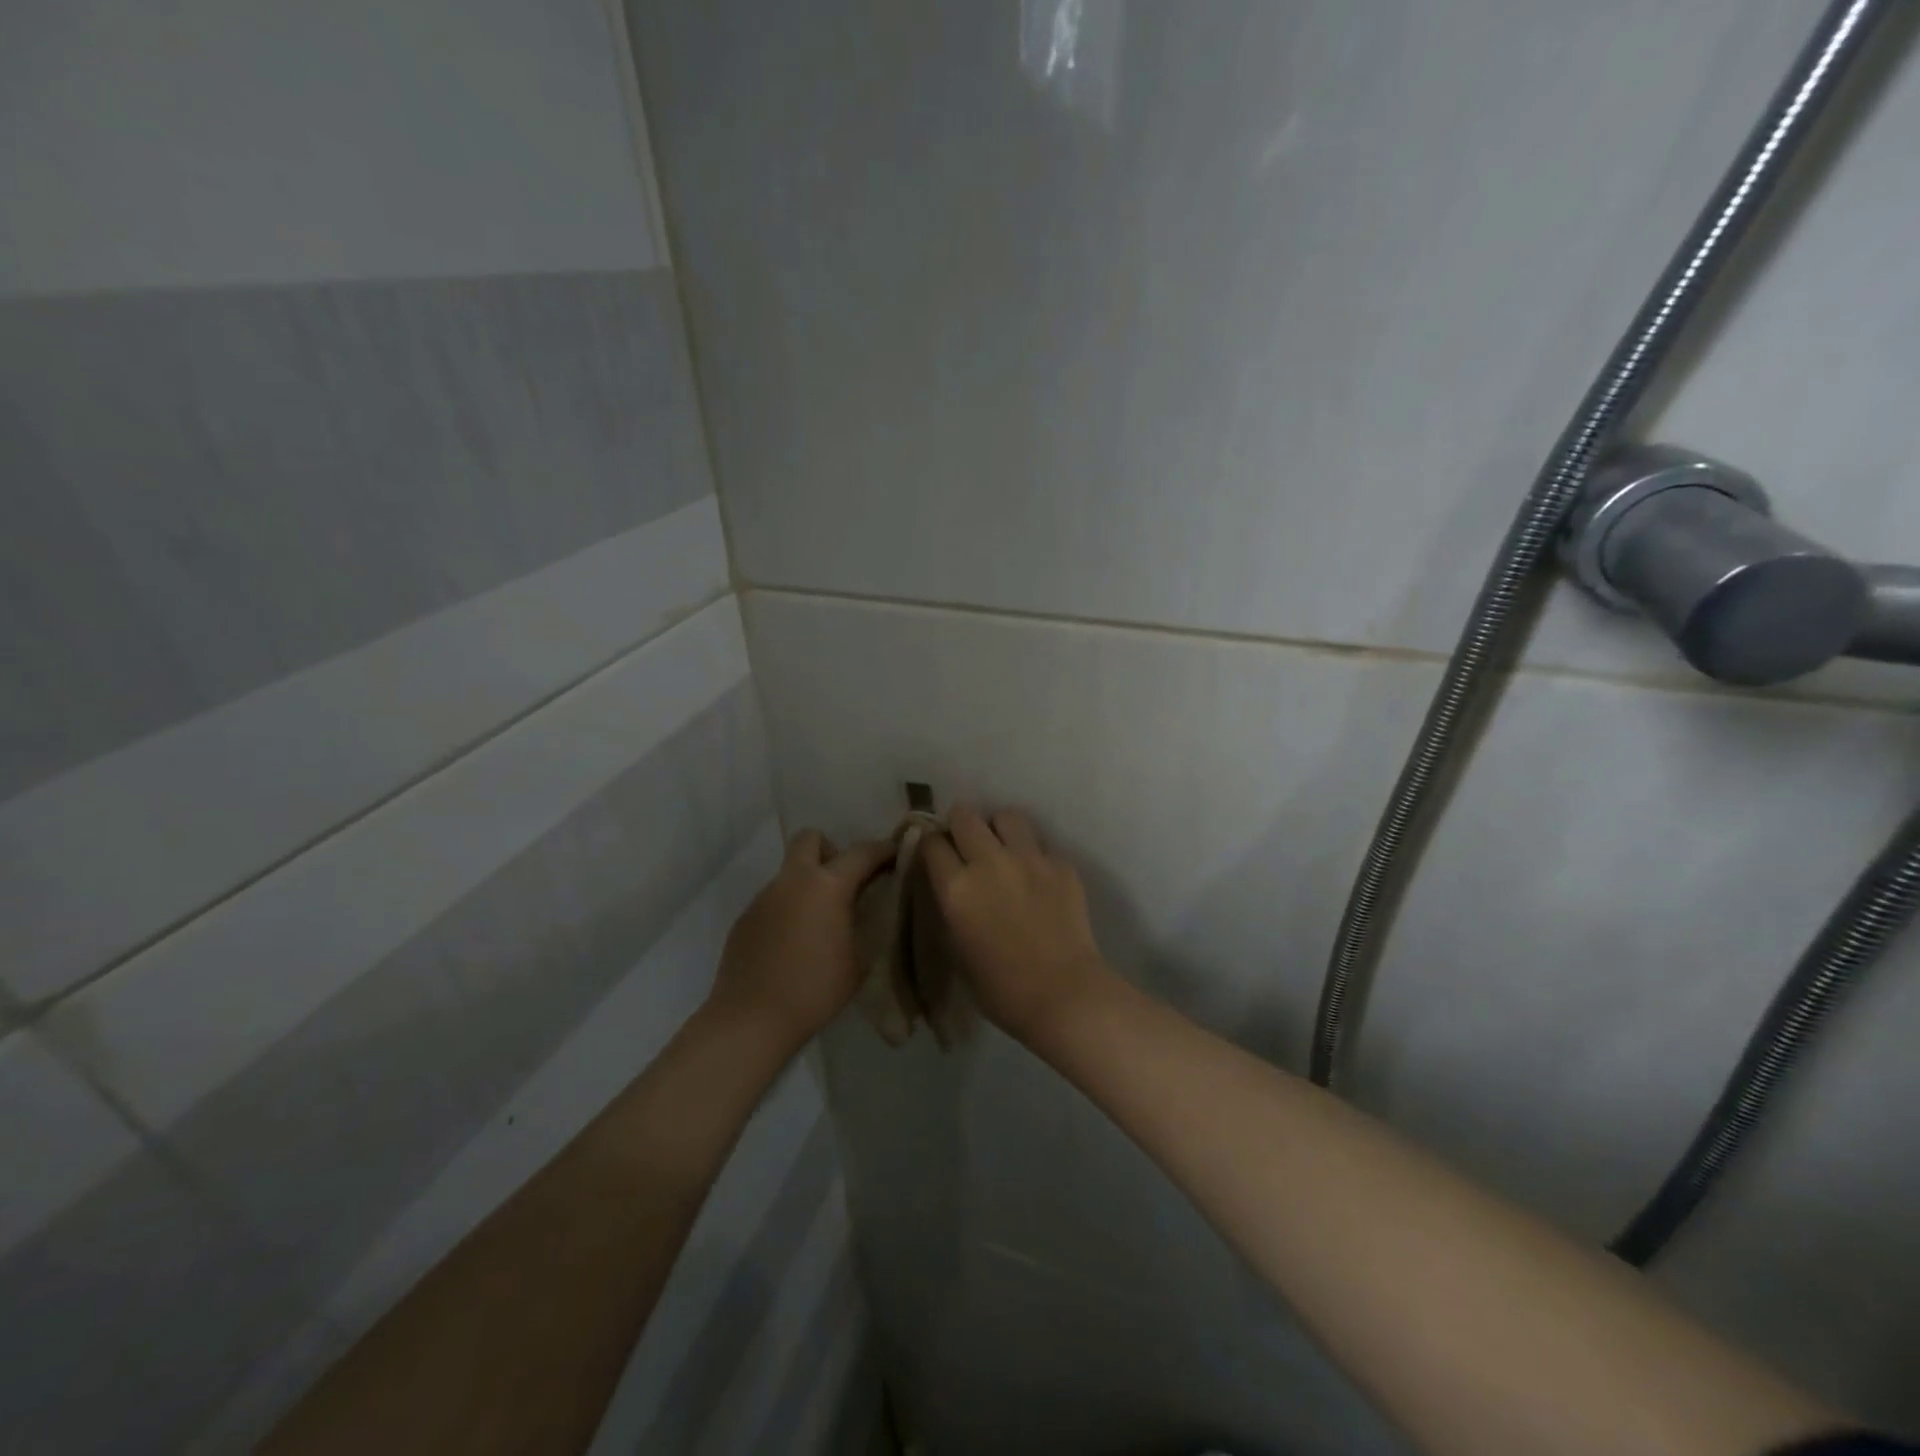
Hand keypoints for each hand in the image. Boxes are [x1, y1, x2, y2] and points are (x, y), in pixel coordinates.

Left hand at [708, 830, 892, 1048]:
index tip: (895, 854)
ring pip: (790, 872)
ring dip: (807, 884)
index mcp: (827, 886)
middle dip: (831, 850)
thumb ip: (865, 923)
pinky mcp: (745, 917)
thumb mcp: (859, 959)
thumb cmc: (815, 990)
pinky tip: (792, 943)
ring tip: (818, 922)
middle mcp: (793, 881)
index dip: (883, 850)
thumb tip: (865, 907)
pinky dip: (788, 909)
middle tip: (843, 882)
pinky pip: (773, 899)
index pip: (861, 852)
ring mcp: (764, 897)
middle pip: (810, 839)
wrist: (751, 1019)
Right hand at [921, 805, 1116, 1043]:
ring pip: (1006, 816)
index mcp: (957, 888)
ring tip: (1004, 849)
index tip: (936, 855)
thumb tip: (952, 887)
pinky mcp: (1061, 864)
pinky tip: (1038, 878)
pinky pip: (1041, 844)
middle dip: (960, 825)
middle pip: (964, 815)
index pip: (931, 842)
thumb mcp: (957, 949)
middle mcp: (989, 862)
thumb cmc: (1001, 989)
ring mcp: (1029, 858)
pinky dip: (1034, 855)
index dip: (931, 845)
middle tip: (966, 845)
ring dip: (999, 829)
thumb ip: (951, 908)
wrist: (1064, 995)